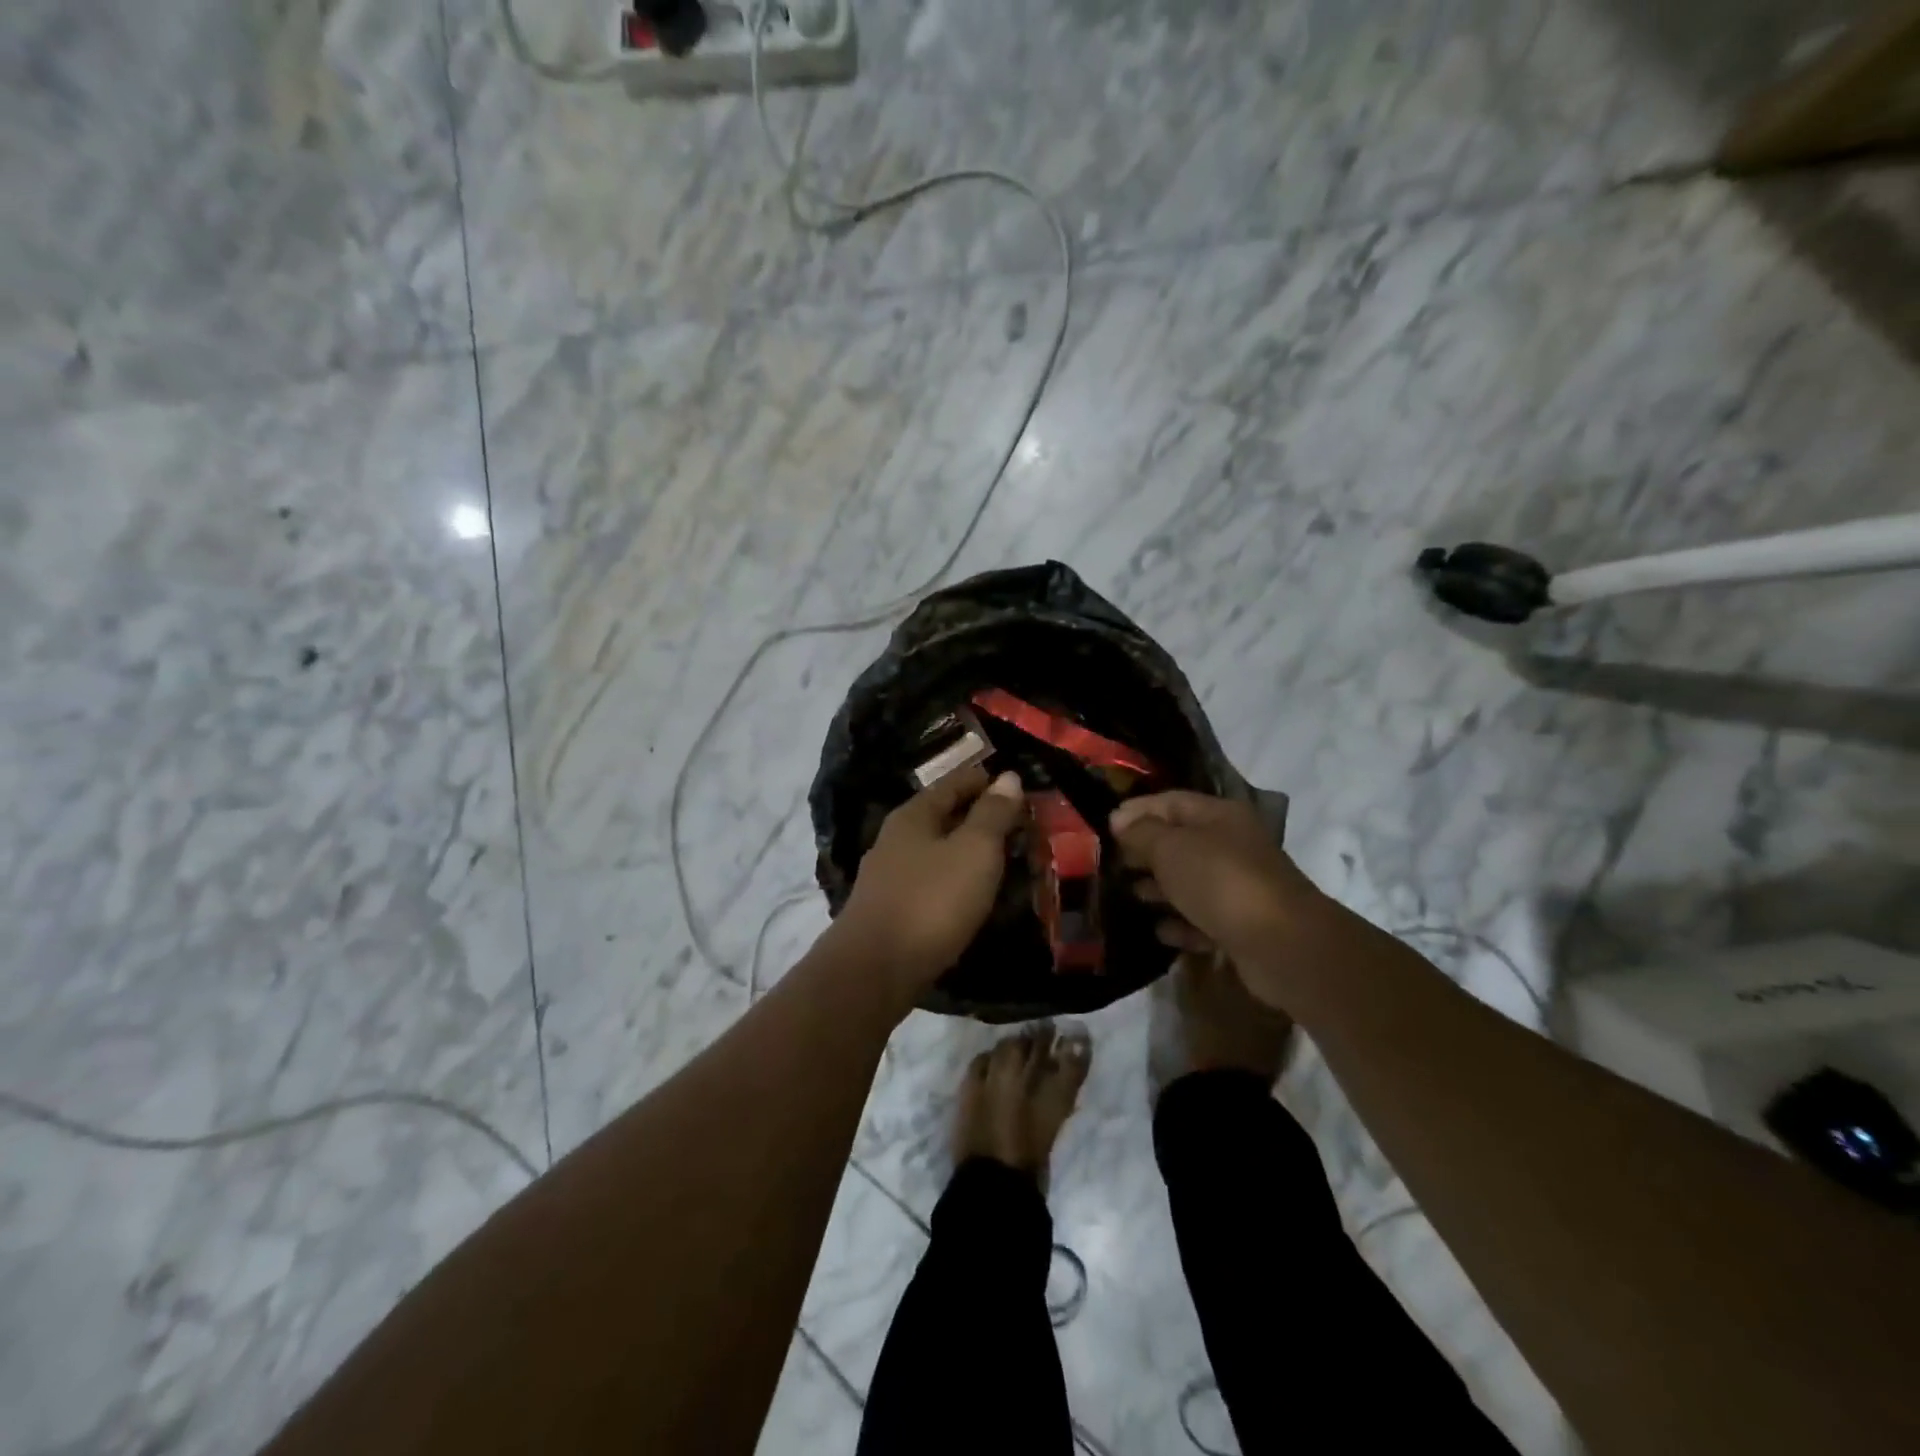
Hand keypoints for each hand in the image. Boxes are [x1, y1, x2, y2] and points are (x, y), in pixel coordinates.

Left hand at [834, 766, 1025, 992]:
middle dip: (980, 816)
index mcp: (913, 815)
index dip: (987, 780)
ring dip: (968, 850)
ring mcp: (889, 876)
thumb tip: (1008, 776)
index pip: (954, 782)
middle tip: (1021, 825)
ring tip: (1004, 859)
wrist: (875, 970)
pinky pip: (931, 881)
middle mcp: (896, 838)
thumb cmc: (931, 901)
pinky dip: (956, 879)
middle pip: (943, 815)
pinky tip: (972, 894)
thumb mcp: (974, 850)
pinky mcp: (890, 910)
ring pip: (937, 850)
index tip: (1020, 785)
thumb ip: (993, 813)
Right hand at [1110, 791, 1323, 992]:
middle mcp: (1233, 846)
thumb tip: (1120, 821)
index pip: (1172, 802)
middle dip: (1145, 851)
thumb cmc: (1220, 881)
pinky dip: (1181, 923)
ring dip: (1160, 888)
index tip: (1105, 826)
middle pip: (1181, 842)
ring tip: (1130, 895)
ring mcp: (1240, 887)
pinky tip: (1160, 930)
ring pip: (1191, 881)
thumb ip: (1141, 832)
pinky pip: (1203, 919)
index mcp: (1220, 816)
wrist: (1280, 944)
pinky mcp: (1242, 926)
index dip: (1138, 810)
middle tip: (1111, 863)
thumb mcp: (1171, 848)